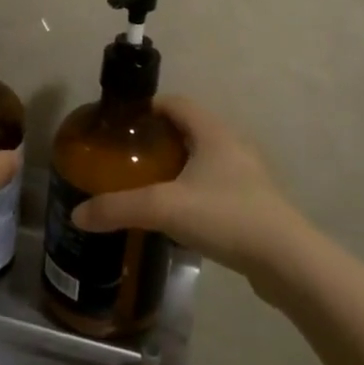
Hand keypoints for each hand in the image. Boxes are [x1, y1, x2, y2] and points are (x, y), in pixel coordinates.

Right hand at [70, 97, 316, 289]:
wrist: (286, 261)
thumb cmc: (226, 216)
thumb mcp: (164, 208)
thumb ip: (118, 208)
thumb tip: (77, 214)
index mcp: (213, 131)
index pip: (175, 103)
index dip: (147, 108)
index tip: (120, 125)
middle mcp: (232, 145)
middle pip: (188, 130)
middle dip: (156, 140)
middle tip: (126, 159)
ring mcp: (246, 175)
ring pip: (202, 159)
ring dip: (175, 167)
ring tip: (145, 186)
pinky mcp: (252, 203)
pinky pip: (213, 185)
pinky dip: (191, 191)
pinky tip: (175, 215)